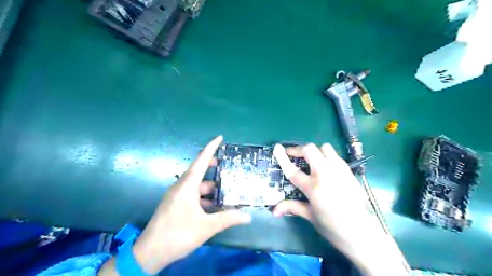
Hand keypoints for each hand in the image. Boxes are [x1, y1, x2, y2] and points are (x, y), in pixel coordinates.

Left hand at [101, 136, 253, 275]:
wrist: (150, 253)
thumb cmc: (177, 235)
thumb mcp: (206, 227)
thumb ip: (228, 219)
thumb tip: (248, 216)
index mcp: (187, 186)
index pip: (201, 161)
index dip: (211, 147)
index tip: (220, 137)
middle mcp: (181, 187)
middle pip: (199, 171)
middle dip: (213, 167)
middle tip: (228, 166)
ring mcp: (177, 196)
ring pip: (196, 185)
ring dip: (210, 186)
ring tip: (227, 189)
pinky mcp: (175, 204)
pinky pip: (192, 194)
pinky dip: (204, 196)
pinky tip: (215, 205)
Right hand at [273, 144, 407, 274]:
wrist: (363, 233)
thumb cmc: (333, 227)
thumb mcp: (310, 217)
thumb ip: (292, 207)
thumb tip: (274, 211)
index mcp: (314, 188)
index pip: (293, 170)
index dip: (283, 158)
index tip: (277, 147)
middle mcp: (326, 175)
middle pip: (310, 150)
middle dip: (298, 149)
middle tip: (293, 155)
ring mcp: (340, 171)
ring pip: (325, 148)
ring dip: (315, 151)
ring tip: (311, 161)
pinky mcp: (349, 172)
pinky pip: (336, 156)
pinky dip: (327, 157)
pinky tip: (326, 168)